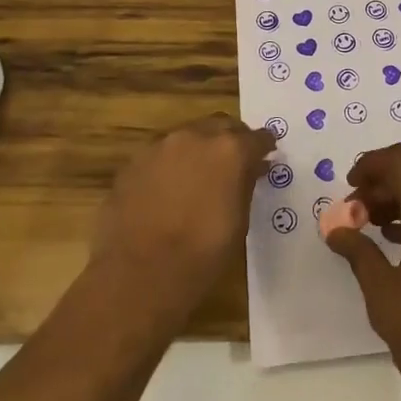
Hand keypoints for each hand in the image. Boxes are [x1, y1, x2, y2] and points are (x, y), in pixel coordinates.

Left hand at [94, 113, 270, 314]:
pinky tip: (168, 190)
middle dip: (231, 138)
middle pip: (220, 125)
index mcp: (229, 150)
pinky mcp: (133, 162)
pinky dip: (170, 165)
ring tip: (199, 176)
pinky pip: (160, 155)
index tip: (267, 155)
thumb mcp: (239, 222)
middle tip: (234, 161)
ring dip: (198, 149)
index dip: (263, 146)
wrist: (139, 275)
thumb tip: (252, 169)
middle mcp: (195, 136)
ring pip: (187, 136)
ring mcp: (160, 146)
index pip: (256, 138)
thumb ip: (245, 185)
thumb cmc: (201, 255)